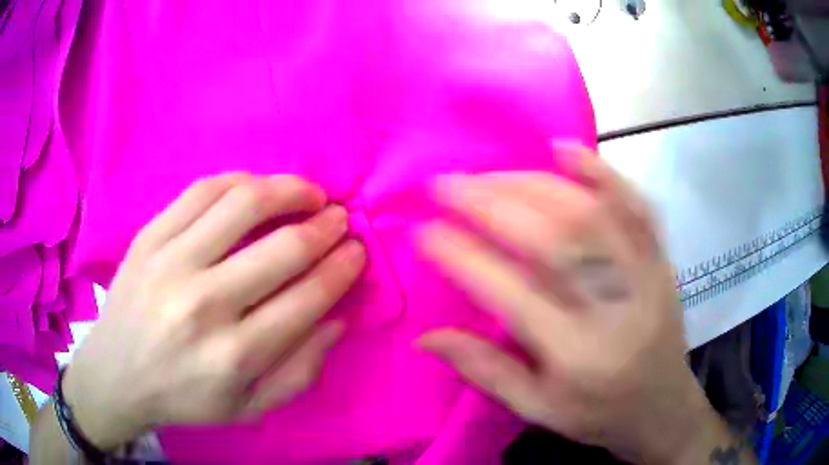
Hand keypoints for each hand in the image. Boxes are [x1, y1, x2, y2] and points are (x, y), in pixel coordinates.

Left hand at [63, 174, 365, 449]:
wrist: (117, 375)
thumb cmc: (184, 397)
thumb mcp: (250, 408)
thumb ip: (301, 370)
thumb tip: (338, 319)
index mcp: (235, 356)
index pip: (308, 297)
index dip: (342, 267)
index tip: (357, 250)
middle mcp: (204, 304)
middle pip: (283, 247)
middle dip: (326, 227)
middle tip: (340, 218)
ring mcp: (171, 261)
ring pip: (244, 203)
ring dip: (290, 189)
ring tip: (308, 193)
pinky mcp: (149, 236)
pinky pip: (202, 190)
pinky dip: (240, 181)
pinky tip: (257, 187)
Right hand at [416, 145, 725, 463]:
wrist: (663, 406)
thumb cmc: (597, 415)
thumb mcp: (536, 409)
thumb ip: (483, 370)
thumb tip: (424, 336)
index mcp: (575, 355)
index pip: (510, 292)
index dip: (461, 256)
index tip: (423, 230)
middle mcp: (612, 307)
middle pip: (551, 240)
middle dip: (490, 203)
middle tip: (447, 184)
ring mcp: (643, 274)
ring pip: (588, 213)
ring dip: (531, 184)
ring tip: (488, 175)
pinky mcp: (660, 258)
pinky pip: (635, 204)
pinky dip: (601, 171)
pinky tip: (565, 149)